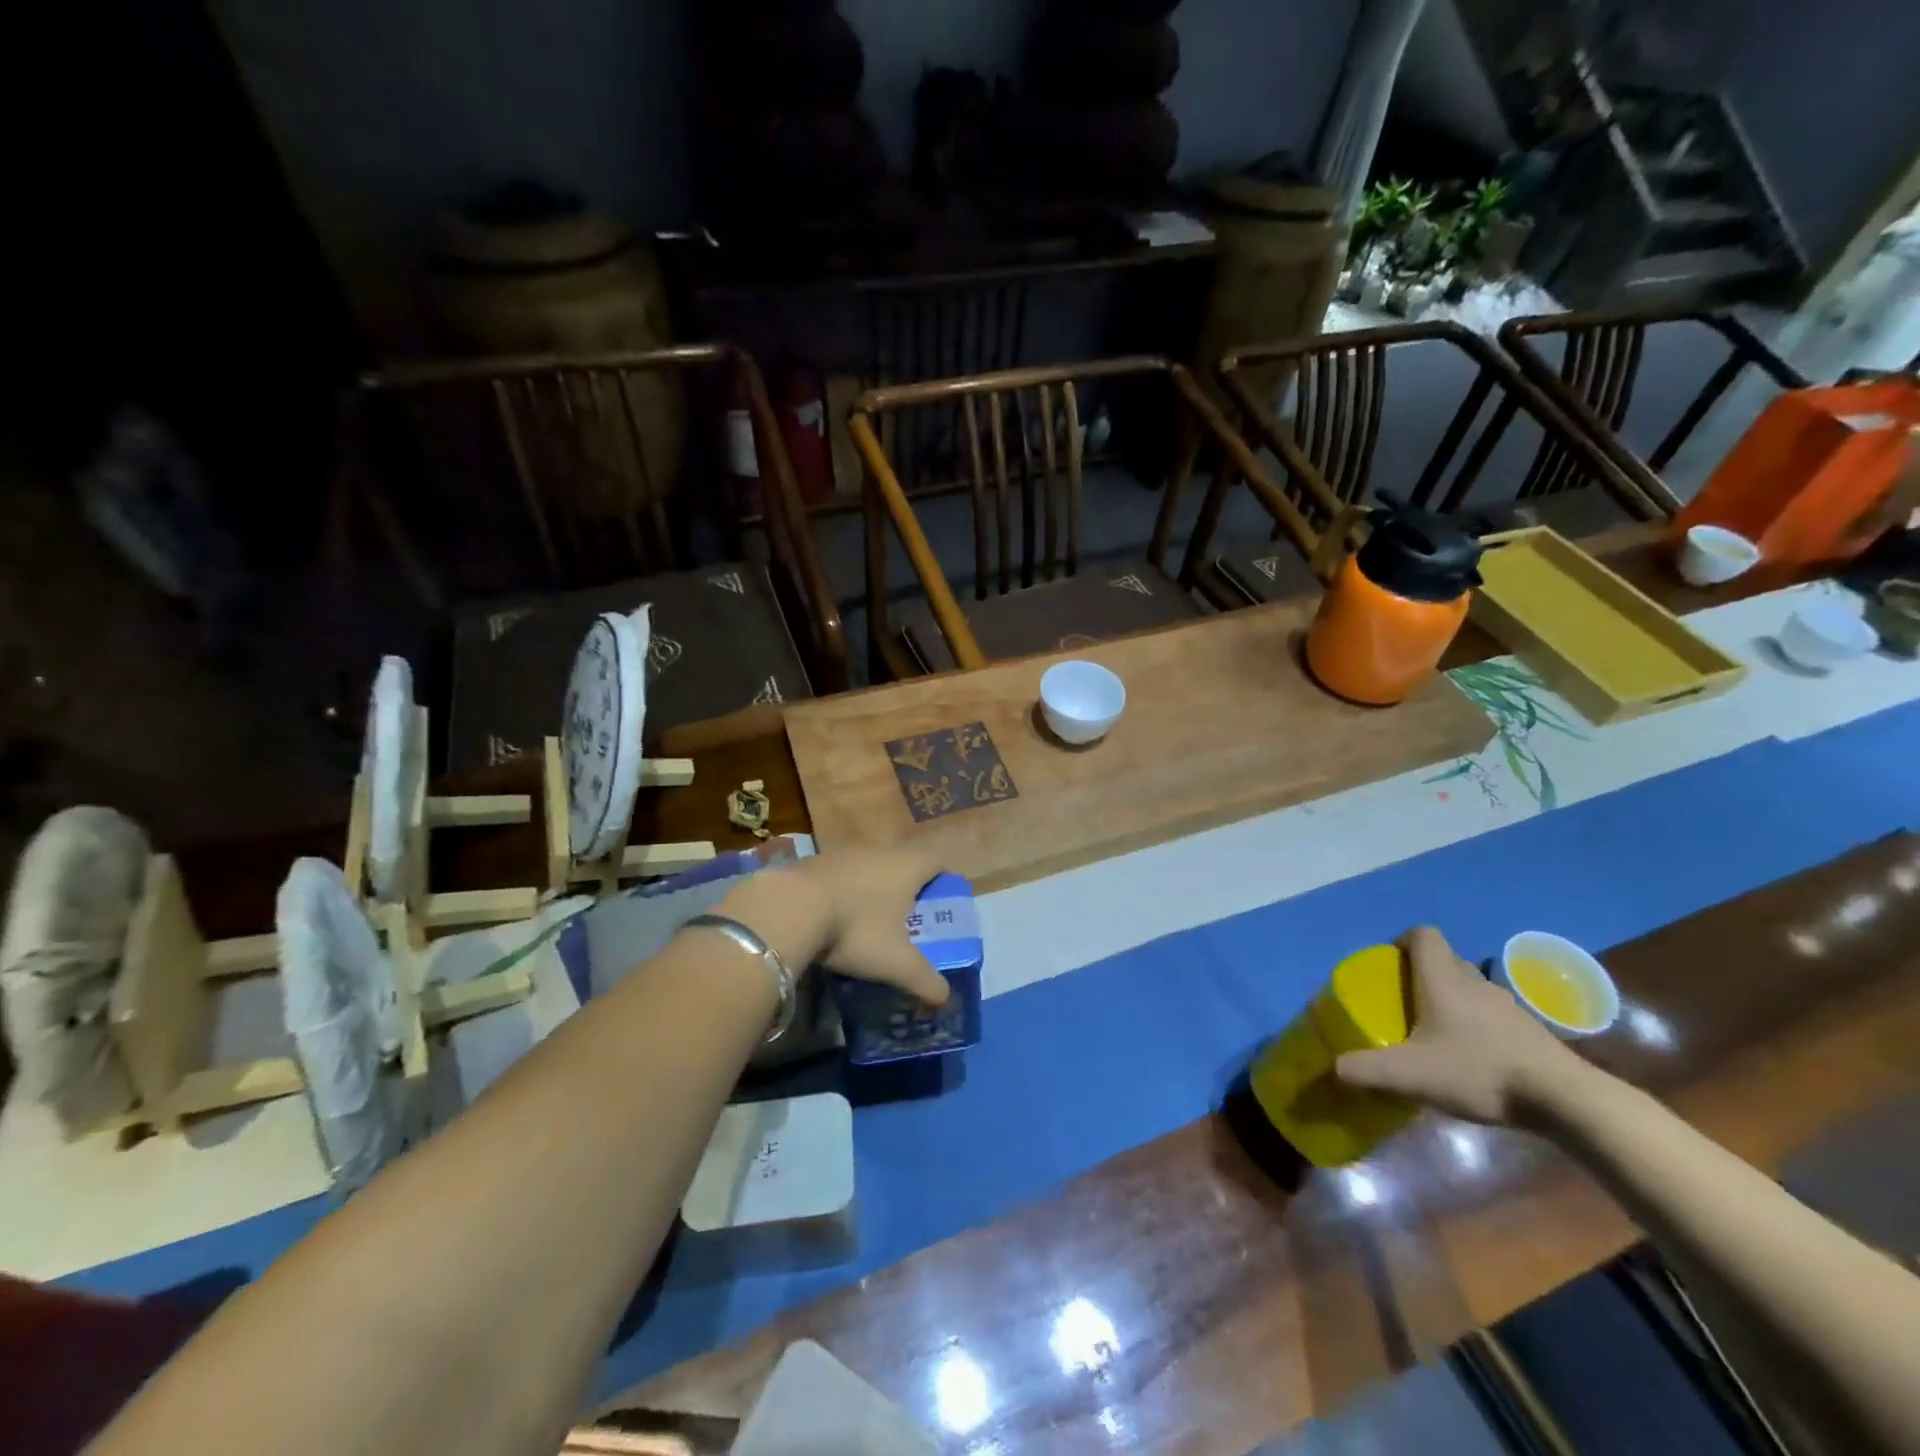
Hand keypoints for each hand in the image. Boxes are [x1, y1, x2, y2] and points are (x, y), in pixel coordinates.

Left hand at [718, 849, 950, 1006]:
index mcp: (907, 867)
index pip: (937, 862)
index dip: (944, 879)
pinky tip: (835, 919)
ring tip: (872, 922)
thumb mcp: (895, 963)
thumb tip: (945, 999)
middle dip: (909, 889)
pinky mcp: (814, 862)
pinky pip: (841, 876)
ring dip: (874, 890)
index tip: (944, 902)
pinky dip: (845, 893)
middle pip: (903, 863)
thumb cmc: (856, 929)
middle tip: (910, 919)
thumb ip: (924, 980)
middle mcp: (879, 851)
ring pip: (870, 868)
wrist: (789, 908)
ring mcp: (844, 854)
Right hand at [1335, 926, 1585, 1126]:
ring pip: (1470, 989)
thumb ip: (1366, 1070)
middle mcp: (1475, 982)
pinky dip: (1477, 1026)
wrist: (1565, 1100)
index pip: (1423, 935)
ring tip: (1436, 1034)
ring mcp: (1508, 1006)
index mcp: (1442, 979)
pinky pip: (1492, 1015)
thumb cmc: (1479, 1071)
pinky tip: (1472, 1059)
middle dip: (1422, 974)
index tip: (1389, 962)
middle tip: (1404, 1002)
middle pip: (1445, 961)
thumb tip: (1334, 1068)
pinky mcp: (1530, 1032)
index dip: (1402, 940)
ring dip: (1451, 1001)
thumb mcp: (1410, 1075)